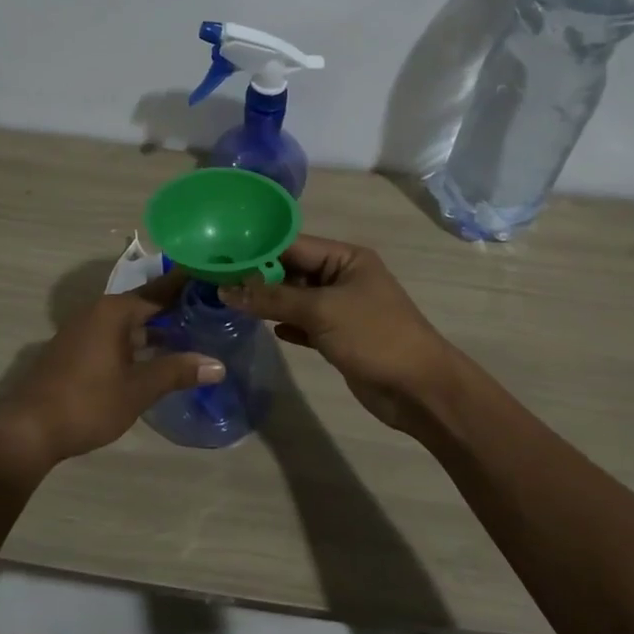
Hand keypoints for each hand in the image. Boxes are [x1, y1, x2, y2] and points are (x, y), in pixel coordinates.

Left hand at [0, 271, 224, 467]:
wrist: (27, 429)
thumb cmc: (87, 403)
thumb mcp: (138, 389)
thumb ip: (177, 372)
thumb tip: (218, 365)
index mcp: (114, 311)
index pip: (160, 291)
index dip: (187, 286)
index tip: (213, 280)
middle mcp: (97, 312)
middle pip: (144, 305)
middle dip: (175, 309)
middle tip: (211, 311)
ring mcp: (82, 331)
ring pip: (128, 323)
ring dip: (155, 329)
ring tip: (191, 335)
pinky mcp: (74, 350)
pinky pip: (114, 336)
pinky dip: (137, 341)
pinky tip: (154, 358)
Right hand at [223, 236, 455, 431]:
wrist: (418, 389)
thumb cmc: (374, 336)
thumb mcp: (321, 311)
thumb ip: (272, 299)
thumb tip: (226, 290)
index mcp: (346, 258)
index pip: (293, 244)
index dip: (257, 249)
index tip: (218, 254)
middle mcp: (343, 277)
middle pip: (292, 270)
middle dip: (258, 277)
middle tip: (215, 279)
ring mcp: (341, 308)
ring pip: (296, 299)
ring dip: (268, 302)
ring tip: (227, 301)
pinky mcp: (338, 337)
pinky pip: (304, 324)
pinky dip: (285, 324)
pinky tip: (261, 327)